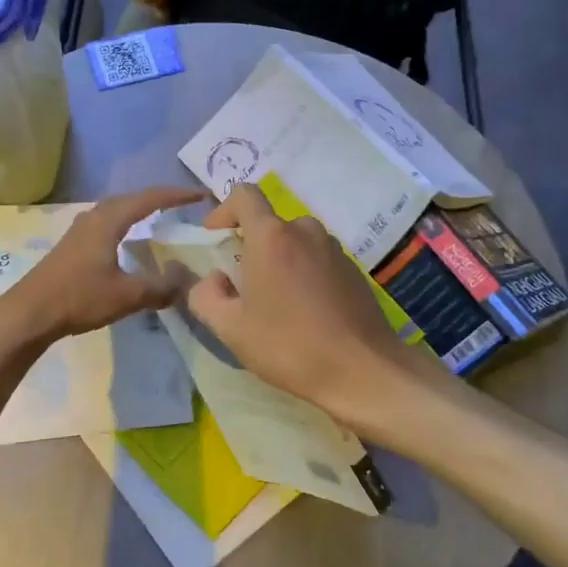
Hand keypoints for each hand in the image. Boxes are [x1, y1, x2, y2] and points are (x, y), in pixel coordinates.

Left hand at [0, 186, 208, 347]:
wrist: (30, 313)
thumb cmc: (79, 298)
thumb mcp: (127, 295)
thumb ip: (160, 287)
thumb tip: (187, 279)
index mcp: (108, 221)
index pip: (149, 199)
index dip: (177, 196)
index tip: (201, 196)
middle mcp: (94, 217)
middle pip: (131, 198)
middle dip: (158, 198)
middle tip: (183, 203)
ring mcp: (79, 230)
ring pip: (116, 210)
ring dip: (139, 209)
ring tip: (160, 216)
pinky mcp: (72, 245)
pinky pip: (106, 223)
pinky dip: (125, 223)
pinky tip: (128, 240)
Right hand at [186, 184, 428, 429]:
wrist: (362, 370)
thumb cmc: (289, 346)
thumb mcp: (231, 329)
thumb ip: (205, 296)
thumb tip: (212, 280)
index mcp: (272, 237)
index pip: (244, 196)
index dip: (223, 210)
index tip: (215, 237)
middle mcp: (306, 232)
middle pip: (271, 224)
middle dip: (253, 247)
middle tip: (244, 285)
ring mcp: (335, 250)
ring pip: (297, 243)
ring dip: (281, 262)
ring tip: (277, 302)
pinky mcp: (354, 271)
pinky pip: (319, 261)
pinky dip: (305, 275)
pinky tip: (306, 313)